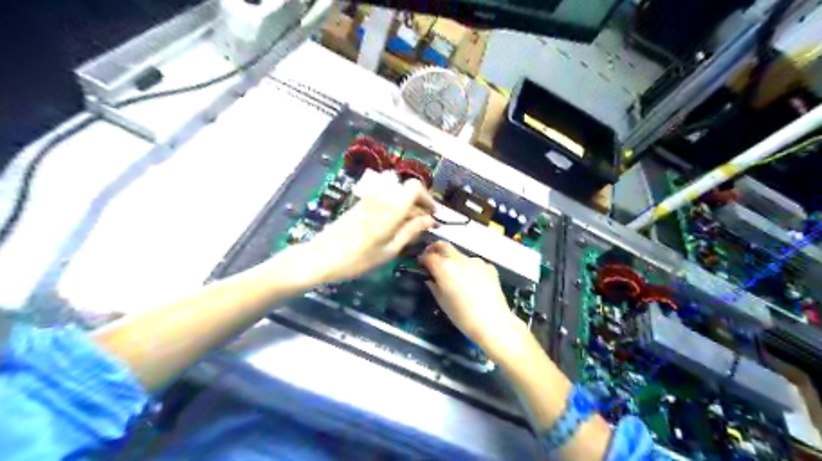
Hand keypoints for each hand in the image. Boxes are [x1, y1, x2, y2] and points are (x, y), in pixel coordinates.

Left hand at [297, 173, 435, 283]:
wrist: (322, 257)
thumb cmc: (359, 258)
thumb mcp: (390, 249)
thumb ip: (411, 231)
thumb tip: (430, 220)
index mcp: (391, 207)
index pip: (415, 187)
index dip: (427, 198)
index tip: (433, 214)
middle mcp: (381, 198)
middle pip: (406, 191)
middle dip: (419, 205)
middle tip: (425, 226)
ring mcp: (369, 200)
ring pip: (395, 196)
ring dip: (407, 208)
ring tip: (410, 230)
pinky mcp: (360, 205)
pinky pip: (384, 201)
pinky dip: (394, 210)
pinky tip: (393, 229)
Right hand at [420, 242, 523, 356]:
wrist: (493, 323)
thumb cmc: (462, 316)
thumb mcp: (441, 301)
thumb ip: (433, 285)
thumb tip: (430, 277)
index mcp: (444, 267)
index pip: (428, 256)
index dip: (422, 259)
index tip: (421, 265)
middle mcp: (459, 259)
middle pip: (443, 246)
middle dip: (435, 249)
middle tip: (432, 259)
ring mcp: (476, 261)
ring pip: (459, 255)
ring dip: (453, 260)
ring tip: (455, 276)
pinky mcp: (489, 266)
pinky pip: (474, 263)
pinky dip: (469, 268)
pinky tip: (472, 283)